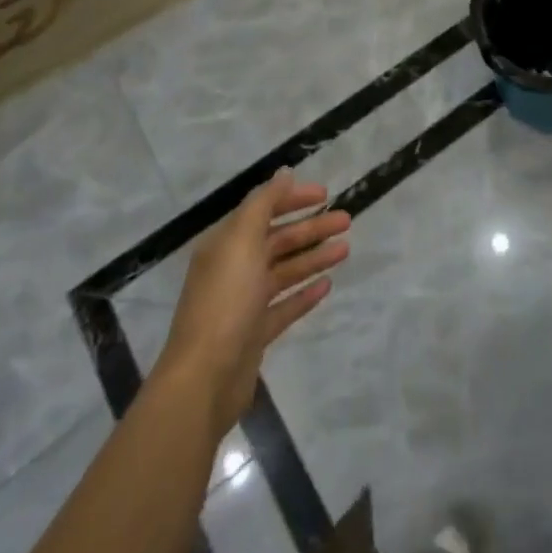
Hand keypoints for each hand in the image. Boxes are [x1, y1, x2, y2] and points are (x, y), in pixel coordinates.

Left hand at [153, 170, 350, 430]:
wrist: (204, 379)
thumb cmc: (224, 301)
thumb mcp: (242, 241)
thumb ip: (264, 203)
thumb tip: (284, 173)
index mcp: (226, 245)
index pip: (263, 210)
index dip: (293, 199)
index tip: (325, 194)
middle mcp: (234, 269)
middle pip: (278, 240)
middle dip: (312, 228)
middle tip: (347, 220)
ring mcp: (244, 304)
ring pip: (285, 271)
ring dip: (314, 257)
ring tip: (345, 249)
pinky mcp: (255, 334)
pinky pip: (285, 306)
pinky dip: (305, 294)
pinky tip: (327, 285)